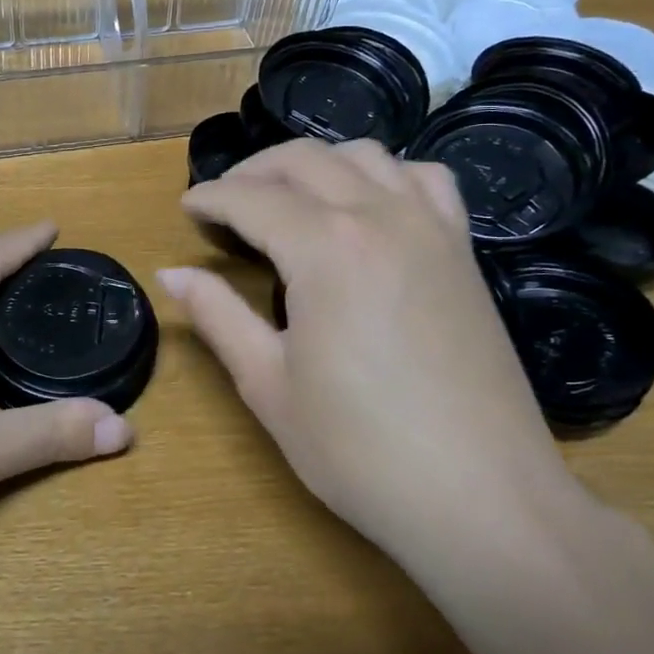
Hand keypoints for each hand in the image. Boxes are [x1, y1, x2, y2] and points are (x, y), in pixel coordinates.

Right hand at [159, 139, 582, 566]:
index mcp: (324, 248)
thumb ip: (218, 316)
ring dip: (314, 164)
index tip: (187, 208)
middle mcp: (379, 216)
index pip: (251, 198)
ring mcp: (429, 227)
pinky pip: (423, 178)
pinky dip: (384, 174)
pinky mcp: (462, 249)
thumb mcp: (268, 384)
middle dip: (253, 171)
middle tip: (224, 202)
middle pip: (303, 160)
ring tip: (287, 197)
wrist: (482, 498)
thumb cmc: (360, 450)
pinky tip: (369, 205)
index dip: (210, 198)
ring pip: (363, 154)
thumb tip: (171, 274)